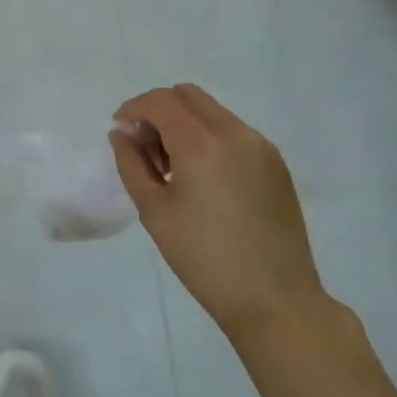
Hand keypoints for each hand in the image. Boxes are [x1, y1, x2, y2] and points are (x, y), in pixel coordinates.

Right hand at [109, 84, 326, 336]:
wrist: (275, 301)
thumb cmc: (204, 259)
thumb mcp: (154, 211)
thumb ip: (131, 163)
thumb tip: (122, 134)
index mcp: (202, 144)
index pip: (161, 102)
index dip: (134, 109)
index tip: (120, 132)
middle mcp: (235, 133)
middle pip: (187, 96)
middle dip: (158, 111)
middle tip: (145, 147)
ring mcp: (261, 146)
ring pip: (211, 112)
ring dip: (184, 123)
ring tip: (172, 168)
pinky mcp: (276, 164)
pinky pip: (233, 132)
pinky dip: (208, 137)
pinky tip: (202, 178)